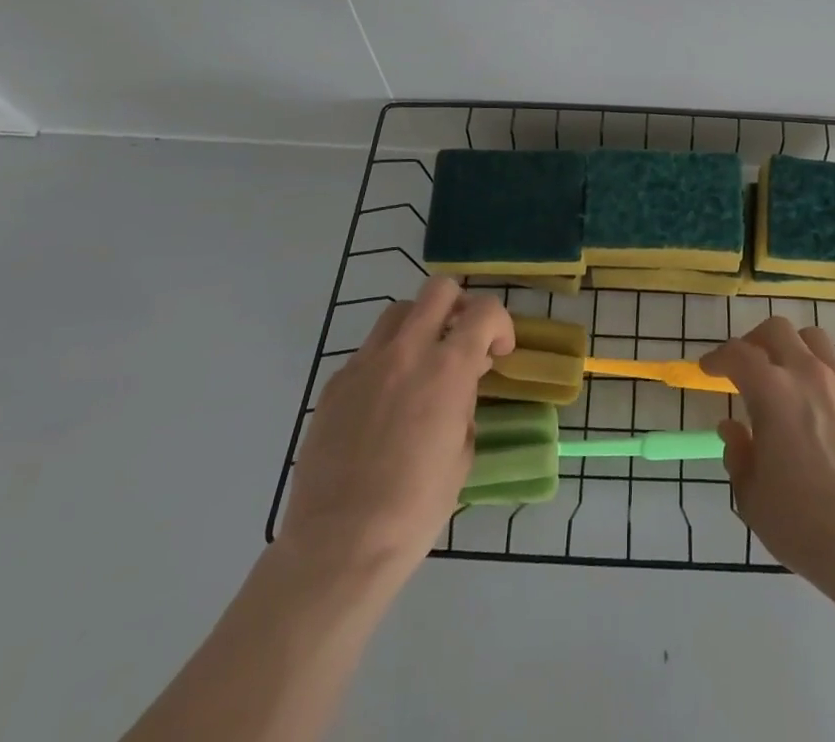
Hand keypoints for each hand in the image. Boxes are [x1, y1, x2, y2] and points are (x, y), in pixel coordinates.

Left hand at [278, 276, 513, 581]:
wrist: (339, 545)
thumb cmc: (415, 508)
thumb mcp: (462, 454)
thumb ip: (465, 404)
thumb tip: (461, 384)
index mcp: (447, 368)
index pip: (485, 311)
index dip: (500, 325)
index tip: (498, 353)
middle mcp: (406, 351)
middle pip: (438, 290)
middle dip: (459, 306)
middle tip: (461, 340)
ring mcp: (364, 364)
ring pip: (398, 313)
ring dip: (419, 327)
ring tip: (422, 366)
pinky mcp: (334, 384)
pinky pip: (368, 353)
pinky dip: (386, 362)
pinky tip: (384, 404)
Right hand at [701, 315, 834, 602]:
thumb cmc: (804, 524)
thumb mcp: (752, 497)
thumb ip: (738, 454)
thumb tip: (734, 429)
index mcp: (773, 392)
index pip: (738, 354)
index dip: (718, 357)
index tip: (708, 369)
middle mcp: (809, 375)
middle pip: (778, 330)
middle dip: (755, 341)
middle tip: (747, 366)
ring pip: (816, 342)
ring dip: (794, 351)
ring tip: (787, 379)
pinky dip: (826, 385)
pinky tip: (825, 419)